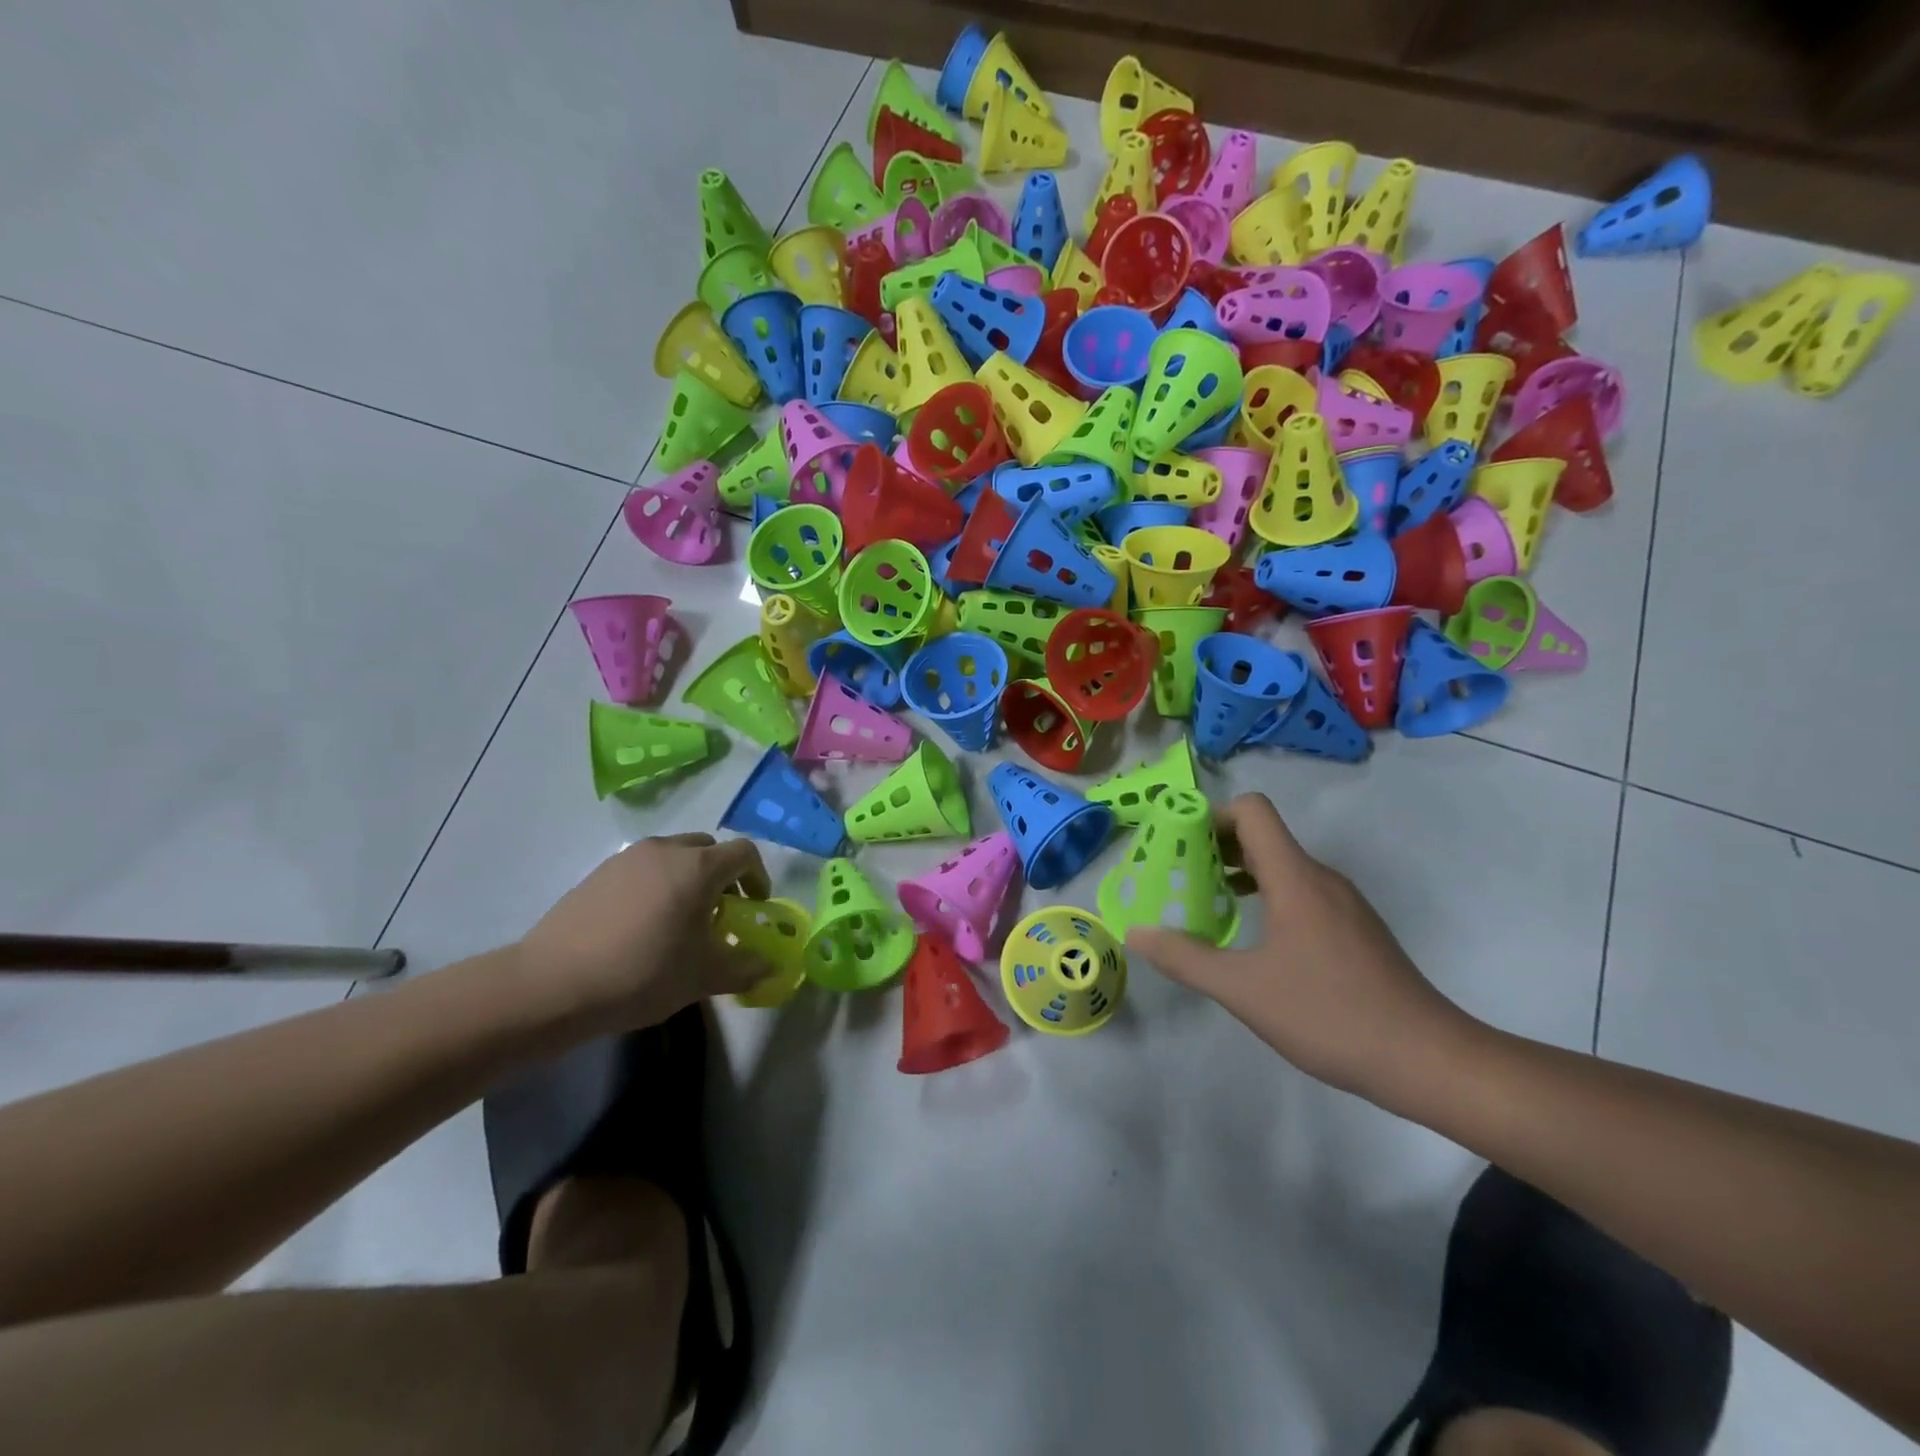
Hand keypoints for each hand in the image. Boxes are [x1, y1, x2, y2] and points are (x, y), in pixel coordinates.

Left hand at [517, 833, 773, 1032]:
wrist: (552, 984)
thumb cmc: (642, 973)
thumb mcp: (704, 977)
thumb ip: (746, 966)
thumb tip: (769, 965)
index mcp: (698, 867)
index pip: (745, 853)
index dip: (758, 877)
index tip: (756, 907)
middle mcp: (666, 850)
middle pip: (709, 849)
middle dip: (723, 876)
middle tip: (719, 913)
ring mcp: (628, 858)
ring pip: (674, 857)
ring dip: (688, 879)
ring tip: (679, 921)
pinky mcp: (599, 873)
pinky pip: (643, 869)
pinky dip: (656, 886)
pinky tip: (642, 926)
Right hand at [1126, 794, 1478, 1101]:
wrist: (1427, 1060)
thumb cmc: (1329, 1015)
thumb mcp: (1243, 990)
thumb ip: (1185, 957)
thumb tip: (1136, 933)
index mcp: (1295, 877)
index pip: (1252, 811)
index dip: (1210, 816)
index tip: (1178, 846)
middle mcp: (1320, 878)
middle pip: (1263, 836)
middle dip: (1214, 848)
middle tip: (1177, 879)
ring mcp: (1342, 903)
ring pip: (1282, 866)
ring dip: (1239, 874)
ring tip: (1205, 907)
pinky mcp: (1354, 928)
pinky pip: (1300, 891)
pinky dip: (1266, 897)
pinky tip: (1251, 939)